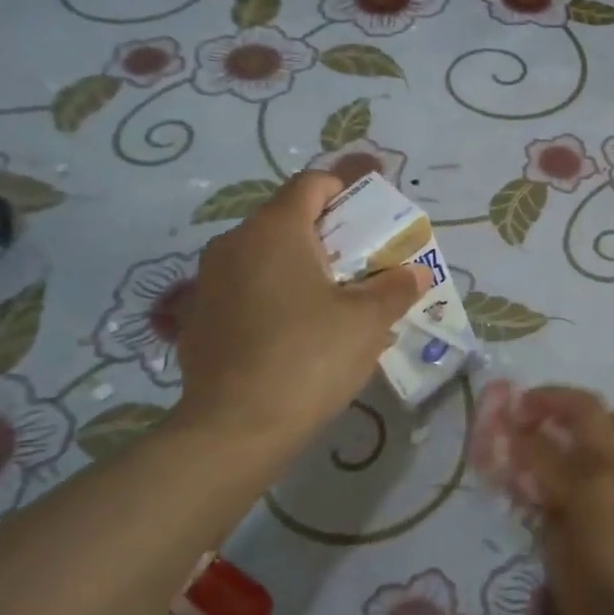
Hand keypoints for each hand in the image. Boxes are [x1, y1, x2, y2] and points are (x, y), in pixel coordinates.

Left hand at [173, 172, 426, 459]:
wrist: (233, 431)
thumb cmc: (309, 357)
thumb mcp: (369, 320)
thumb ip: (396, 287)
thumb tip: (415, 273)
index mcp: (275, 229)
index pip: (312, 183)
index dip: (346, 185)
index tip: (373, 206)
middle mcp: (235, 244)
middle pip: (287, 218)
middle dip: (328, 231)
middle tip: (363, 259)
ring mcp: (209, 282)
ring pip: (264, 255)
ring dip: (300, 264)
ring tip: (334, 298)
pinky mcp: (198, 319)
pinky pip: (246, 289)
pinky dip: (274, 294)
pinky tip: (296, 330)